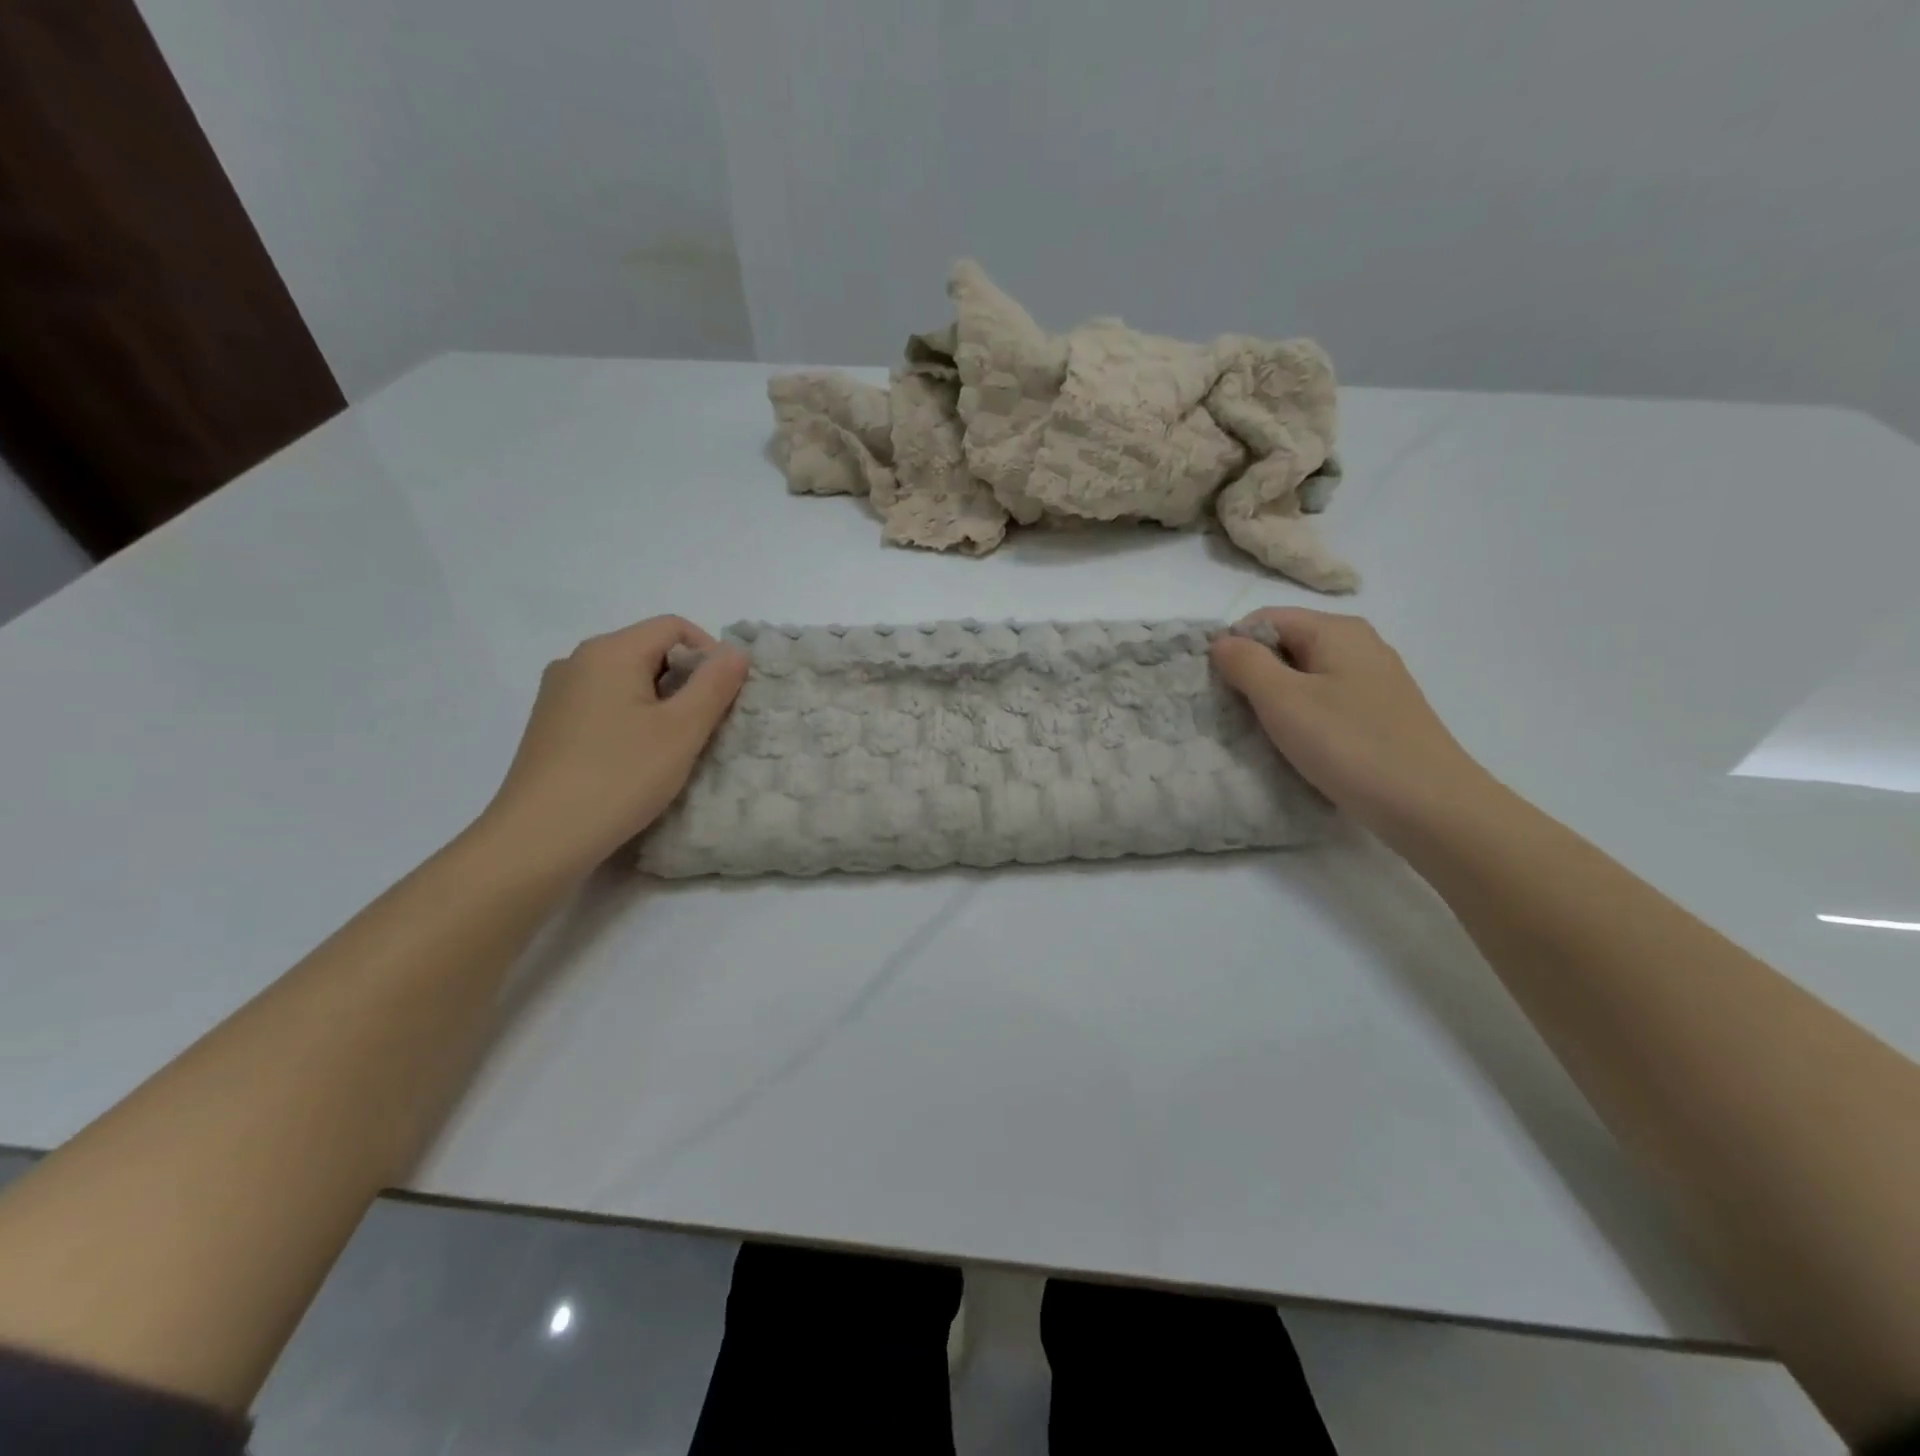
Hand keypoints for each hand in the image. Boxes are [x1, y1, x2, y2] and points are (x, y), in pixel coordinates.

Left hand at [478, 617, 747, 878]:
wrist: (538, 839)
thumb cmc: (619, 777)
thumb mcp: (682, 730)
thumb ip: (714, 684)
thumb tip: (735, 651)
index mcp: (609, 651)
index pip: (674, 627)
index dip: (710, 653)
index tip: (725, 697)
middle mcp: (577, 661)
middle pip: (649, 651)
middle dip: (687, 681)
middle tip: (706, 727)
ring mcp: (558, 695)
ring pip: (627, 681)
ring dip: (661, 704)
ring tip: (675, 748)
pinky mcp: (550, 726)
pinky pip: (604, 705)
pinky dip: (633, 720)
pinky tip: (637, 761)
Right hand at [1211, 608, 1495, 838]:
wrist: (1430, 806)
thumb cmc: (1349, 745)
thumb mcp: (1283, 700)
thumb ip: (1246, 664)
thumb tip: (1222, 642)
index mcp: (1336, 630)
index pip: (1265, 620)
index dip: (1233, 647)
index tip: (1217, 687)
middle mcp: (1359, 644)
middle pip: (1287, 645)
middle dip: (1254, 674)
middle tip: (1234, 714)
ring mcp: (1375, 679)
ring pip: (1306, 676)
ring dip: (1277, 699)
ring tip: (1263, 733)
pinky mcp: (1382, 713)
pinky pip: (1327, 700)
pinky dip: (1304, 716)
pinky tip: (1300, 745)